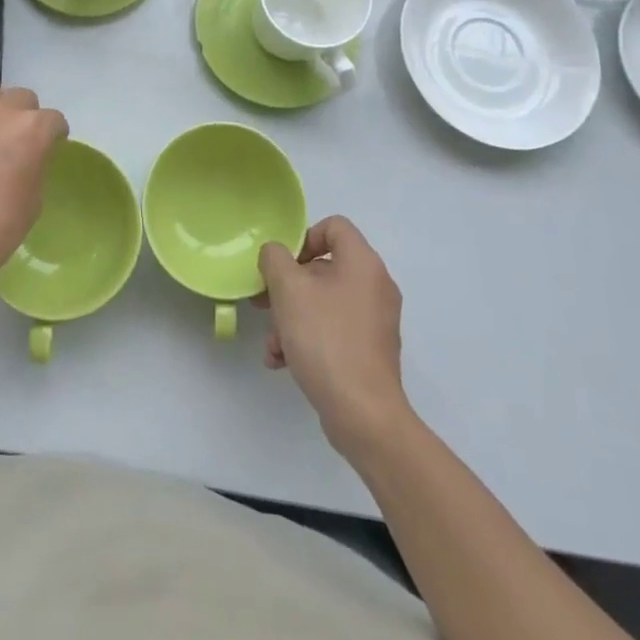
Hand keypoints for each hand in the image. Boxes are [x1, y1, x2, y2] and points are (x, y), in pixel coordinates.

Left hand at [0, 82, 67, 319]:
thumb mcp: (34, 199)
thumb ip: (35, 164)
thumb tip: (28, 155)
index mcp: (34, 129)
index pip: (54, 120)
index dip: (54, 135)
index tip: (50, 146)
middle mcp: (4, 109)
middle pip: (24, 98)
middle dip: (25, 117)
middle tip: (16, 141)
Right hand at [258, 217, 410, 452]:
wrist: (362, 413)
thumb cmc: (325, 339)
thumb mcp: (289, 289)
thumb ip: (275, 259)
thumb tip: (276, 255)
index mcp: (363, 264)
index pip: (334, 226)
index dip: (303, 237)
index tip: (282, 264)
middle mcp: (375, 286)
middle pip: (323, 268)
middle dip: (287, 286)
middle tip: (264, 303)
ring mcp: (374, 321)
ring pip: (323, 302)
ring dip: (291, 317)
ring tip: (272, 343)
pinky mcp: (369, 350)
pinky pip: (332, 329)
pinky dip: (307, 338)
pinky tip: (283, 361)